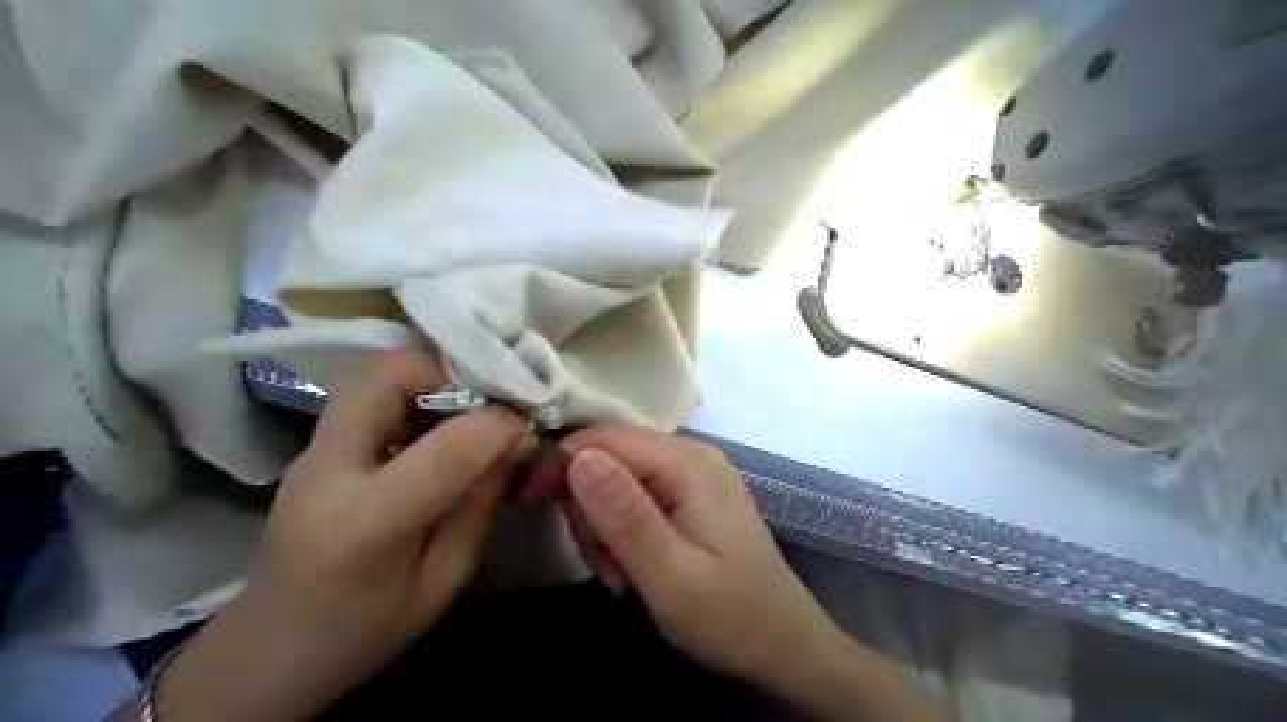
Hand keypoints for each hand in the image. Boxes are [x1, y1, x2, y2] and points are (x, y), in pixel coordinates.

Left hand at [150, 350, 528, 721]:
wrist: (269, 651)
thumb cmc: (365, 630)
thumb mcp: (444, 579)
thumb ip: (480, 503)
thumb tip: (517, 439)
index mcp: (365, 525)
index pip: (444, 448)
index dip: (498, 423)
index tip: (528, 422)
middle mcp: (327, 471)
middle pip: (384, 376)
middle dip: (448, 370)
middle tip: (488, 396)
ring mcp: (312, 452)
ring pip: (371, 373)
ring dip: (429, 375)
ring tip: (468, 406)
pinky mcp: (315, 446)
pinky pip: (367, 394)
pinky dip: (413, 390)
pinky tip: (437, 422)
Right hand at [529, 427, 839, 684]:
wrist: (783, 645)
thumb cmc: (731, 617)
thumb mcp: (672, 578)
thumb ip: (625, 516)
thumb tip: (578, 456)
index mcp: (687, 463)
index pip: (603, 438)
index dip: (561, 465)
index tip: (530, 504)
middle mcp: (689, 456)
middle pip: (607, 457)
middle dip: (587, 509)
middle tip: (603, 563)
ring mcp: (689, 476)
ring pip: (614, 480)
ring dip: (602, 527)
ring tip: (622, 575)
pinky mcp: (687, 497)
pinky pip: (633, 498)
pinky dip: (620, 532)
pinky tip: (632, 569)